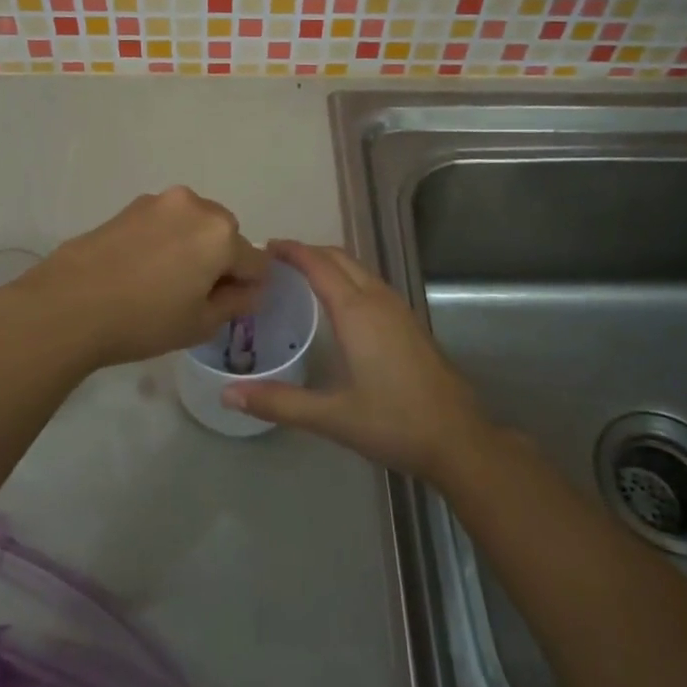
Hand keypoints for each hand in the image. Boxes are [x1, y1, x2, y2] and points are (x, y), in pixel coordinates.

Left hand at [0, 187, 268, 373]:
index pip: (256, 262)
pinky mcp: (131, 206)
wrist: (69, 304)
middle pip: (226, 235)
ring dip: (191, 246)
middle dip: (220, 260)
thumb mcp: (200, 323)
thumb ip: (236, 303)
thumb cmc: (144, 320)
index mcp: (221, 234)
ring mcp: (160, 201)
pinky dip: (165, 240)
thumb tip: (250, 290)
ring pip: (194, 225)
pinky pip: (165, 222)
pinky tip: (140, 269)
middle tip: (193, 295)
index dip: (247, 288)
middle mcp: (196, 206)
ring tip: (162, 281)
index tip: (227, 307)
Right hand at [221, 241, 489, 481]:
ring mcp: (398, 309)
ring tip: (299, 276)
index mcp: (357, 312)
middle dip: (308, 252)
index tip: (264, 247)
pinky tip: (337, 304)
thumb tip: (228, 395)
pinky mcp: (409, 322)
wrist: (458, 439)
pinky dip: (347, 278)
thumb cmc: (394, 423)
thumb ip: (278, 403)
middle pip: (340, 258)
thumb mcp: (331, 416)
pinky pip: (371, 283)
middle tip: (275, 261)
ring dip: (329, 263)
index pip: (318, 264)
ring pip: (358, 269)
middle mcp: (378, 300)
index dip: (291, 251)